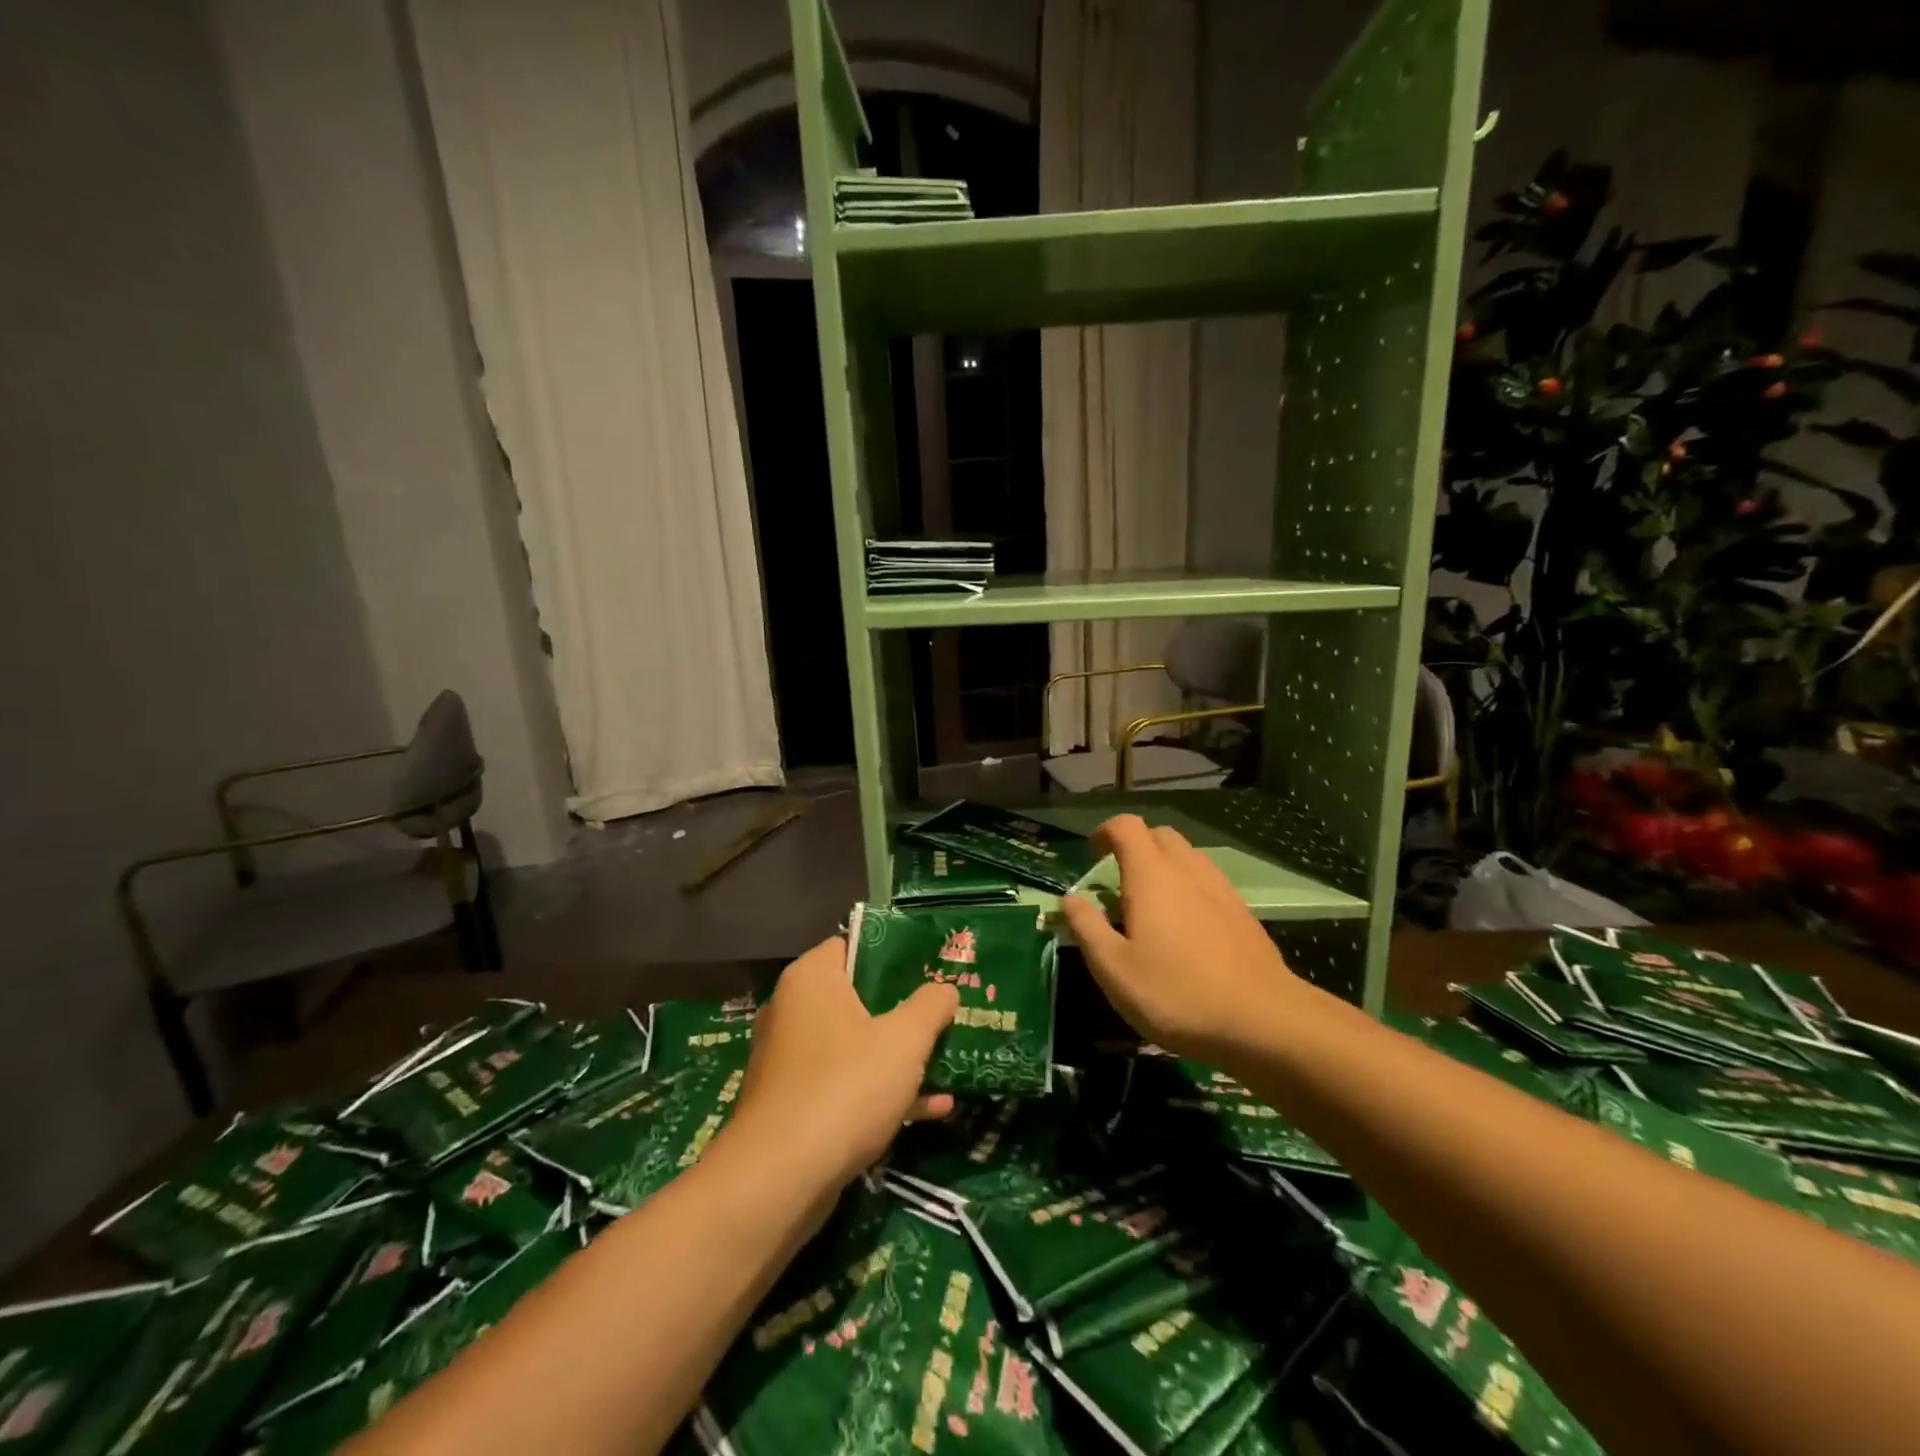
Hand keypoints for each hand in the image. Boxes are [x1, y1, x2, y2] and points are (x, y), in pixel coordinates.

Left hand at [729, 936, 958, 1191]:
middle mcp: (794, 1011)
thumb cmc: (845, 1087)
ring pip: (856, 1045)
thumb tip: (945, 989)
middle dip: (906, 1008)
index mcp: (812, 979)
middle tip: (947, 1011)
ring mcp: (792, 1061)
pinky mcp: (796, 1105)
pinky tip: (934, 1107)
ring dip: (900, 1055)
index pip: (854, 945)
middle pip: (859, 997)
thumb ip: (930, 1006)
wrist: (780, 1181)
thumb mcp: (904, 1040)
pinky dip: (884, 1091)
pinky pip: (847, 1085)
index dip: (895, 953)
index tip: (933, 965)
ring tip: (950, 1057)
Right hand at [1060, 815, 1307, 1065]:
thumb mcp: (1114, 969)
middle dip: (1134, 847)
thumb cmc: (1177, 994)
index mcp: (1152, 875)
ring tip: (1149, 907)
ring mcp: (1220, 889)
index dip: (1104, 832)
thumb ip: (1087, 928)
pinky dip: (1187, 888)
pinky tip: (1184, 930)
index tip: (1090, 856)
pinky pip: (1206, 881)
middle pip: (1159, 835)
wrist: (1263, 1021)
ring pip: (1187, 857)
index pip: (1126, 826)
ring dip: (1162, 867)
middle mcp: (1187, 870)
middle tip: (1116, 882)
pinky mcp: (1242, 912)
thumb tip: (1070, 899)